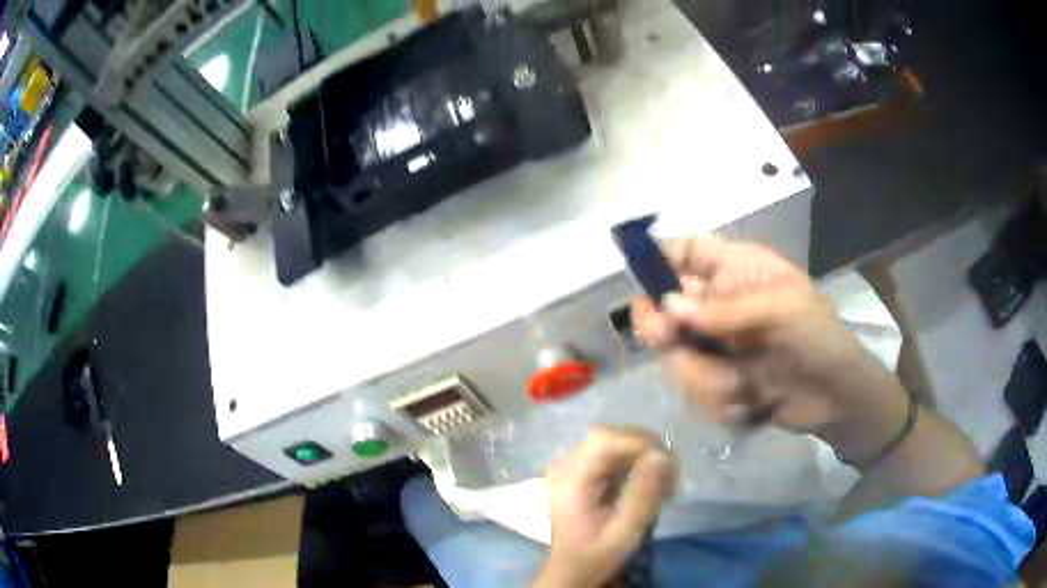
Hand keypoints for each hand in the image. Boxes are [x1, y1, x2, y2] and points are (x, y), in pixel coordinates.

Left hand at [533, 427, 675, 587]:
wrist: (571, 569)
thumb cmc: (594, 556)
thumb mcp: (623, 533)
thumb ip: (641, 495)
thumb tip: (661, 457)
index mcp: (569, 479)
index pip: (604, 439)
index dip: (639, 443)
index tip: (668, 463)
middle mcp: (567, 465)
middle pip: (611, 436)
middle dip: (647, 450)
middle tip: (673, 476)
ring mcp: (573, 466)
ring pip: (616, 443)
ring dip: (646, 458)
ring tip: (666, 485)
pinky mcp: (583, 471)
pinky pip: (615, 455)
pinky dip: (638, 466)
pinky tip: (653, 486)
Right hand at [631, 237, 909, 457]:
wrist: (837, 401)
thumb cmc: (819, 339)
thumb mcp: (782, 312)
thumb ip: (726, 310)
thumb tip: (669, 308)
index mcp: (738, 272)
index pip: (688, 251)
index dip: (659, 257)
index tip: (637, 277)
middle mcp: (720, 306)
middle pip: (666, 309)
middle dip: (667, 332)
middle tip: (672, 342)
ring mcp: (718, 347)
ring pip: (678, 358)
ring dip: (708, 379)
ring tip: (746, 386)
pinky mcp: (718, 383)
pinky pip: (696, 391)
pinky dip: (722, 401)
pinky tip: (753, 403)